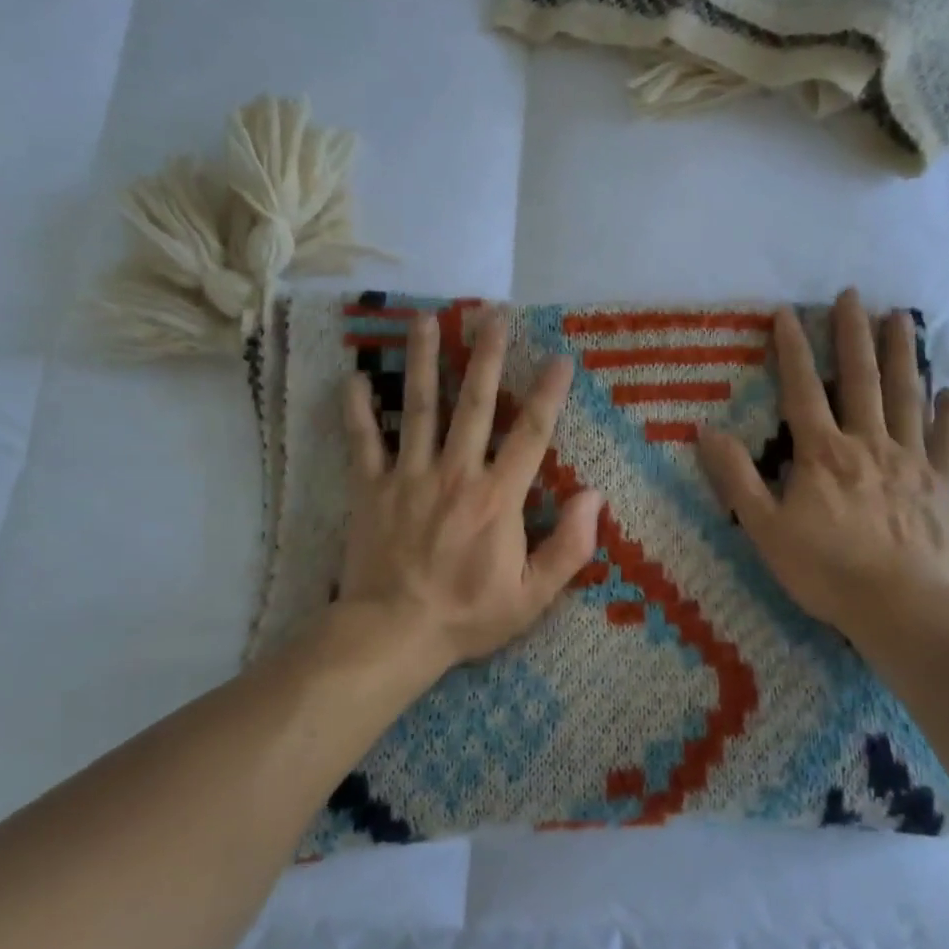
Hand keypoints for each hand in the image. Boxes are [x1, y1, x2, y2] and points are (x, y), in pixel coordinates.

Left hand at [338, 308, 603, 668]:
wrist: (393, 634)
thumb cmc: (467, 615)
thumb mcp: (532, 596)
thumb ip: (569, 547)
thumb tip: (594, 497)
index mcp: (497, 497)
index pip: (530, 433)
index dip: (549, 394)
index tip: (560, 358)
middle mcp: (454, 473)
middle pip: (474, 403)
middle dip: (487, 356)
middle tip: (493, 315)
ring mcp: (408, 476)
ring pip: (419, 407)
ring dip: (424, 361)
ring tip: (426, 319)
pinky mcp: (370, 488)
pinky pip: (362, 441)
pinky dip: (357, 410)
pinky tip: (354, 377)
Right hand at [698, 290, 948, 645]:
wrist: (901, 608)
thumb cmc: (826, 569)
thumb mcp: (765, 528)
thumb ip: (736, 478)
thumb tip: (706, 431)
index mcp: (823, 453)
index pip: (803, 389)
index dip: (793, 349)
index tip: (788, 313)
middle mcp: (867, 443)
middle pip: (861, 378)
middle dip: (853, 334)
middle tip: (854, 295)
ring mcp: (910, 460)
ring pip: (906, 397)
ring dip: (902, 355)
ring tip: (902, 318)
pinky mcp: (941, 485)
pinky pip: (946, 441)